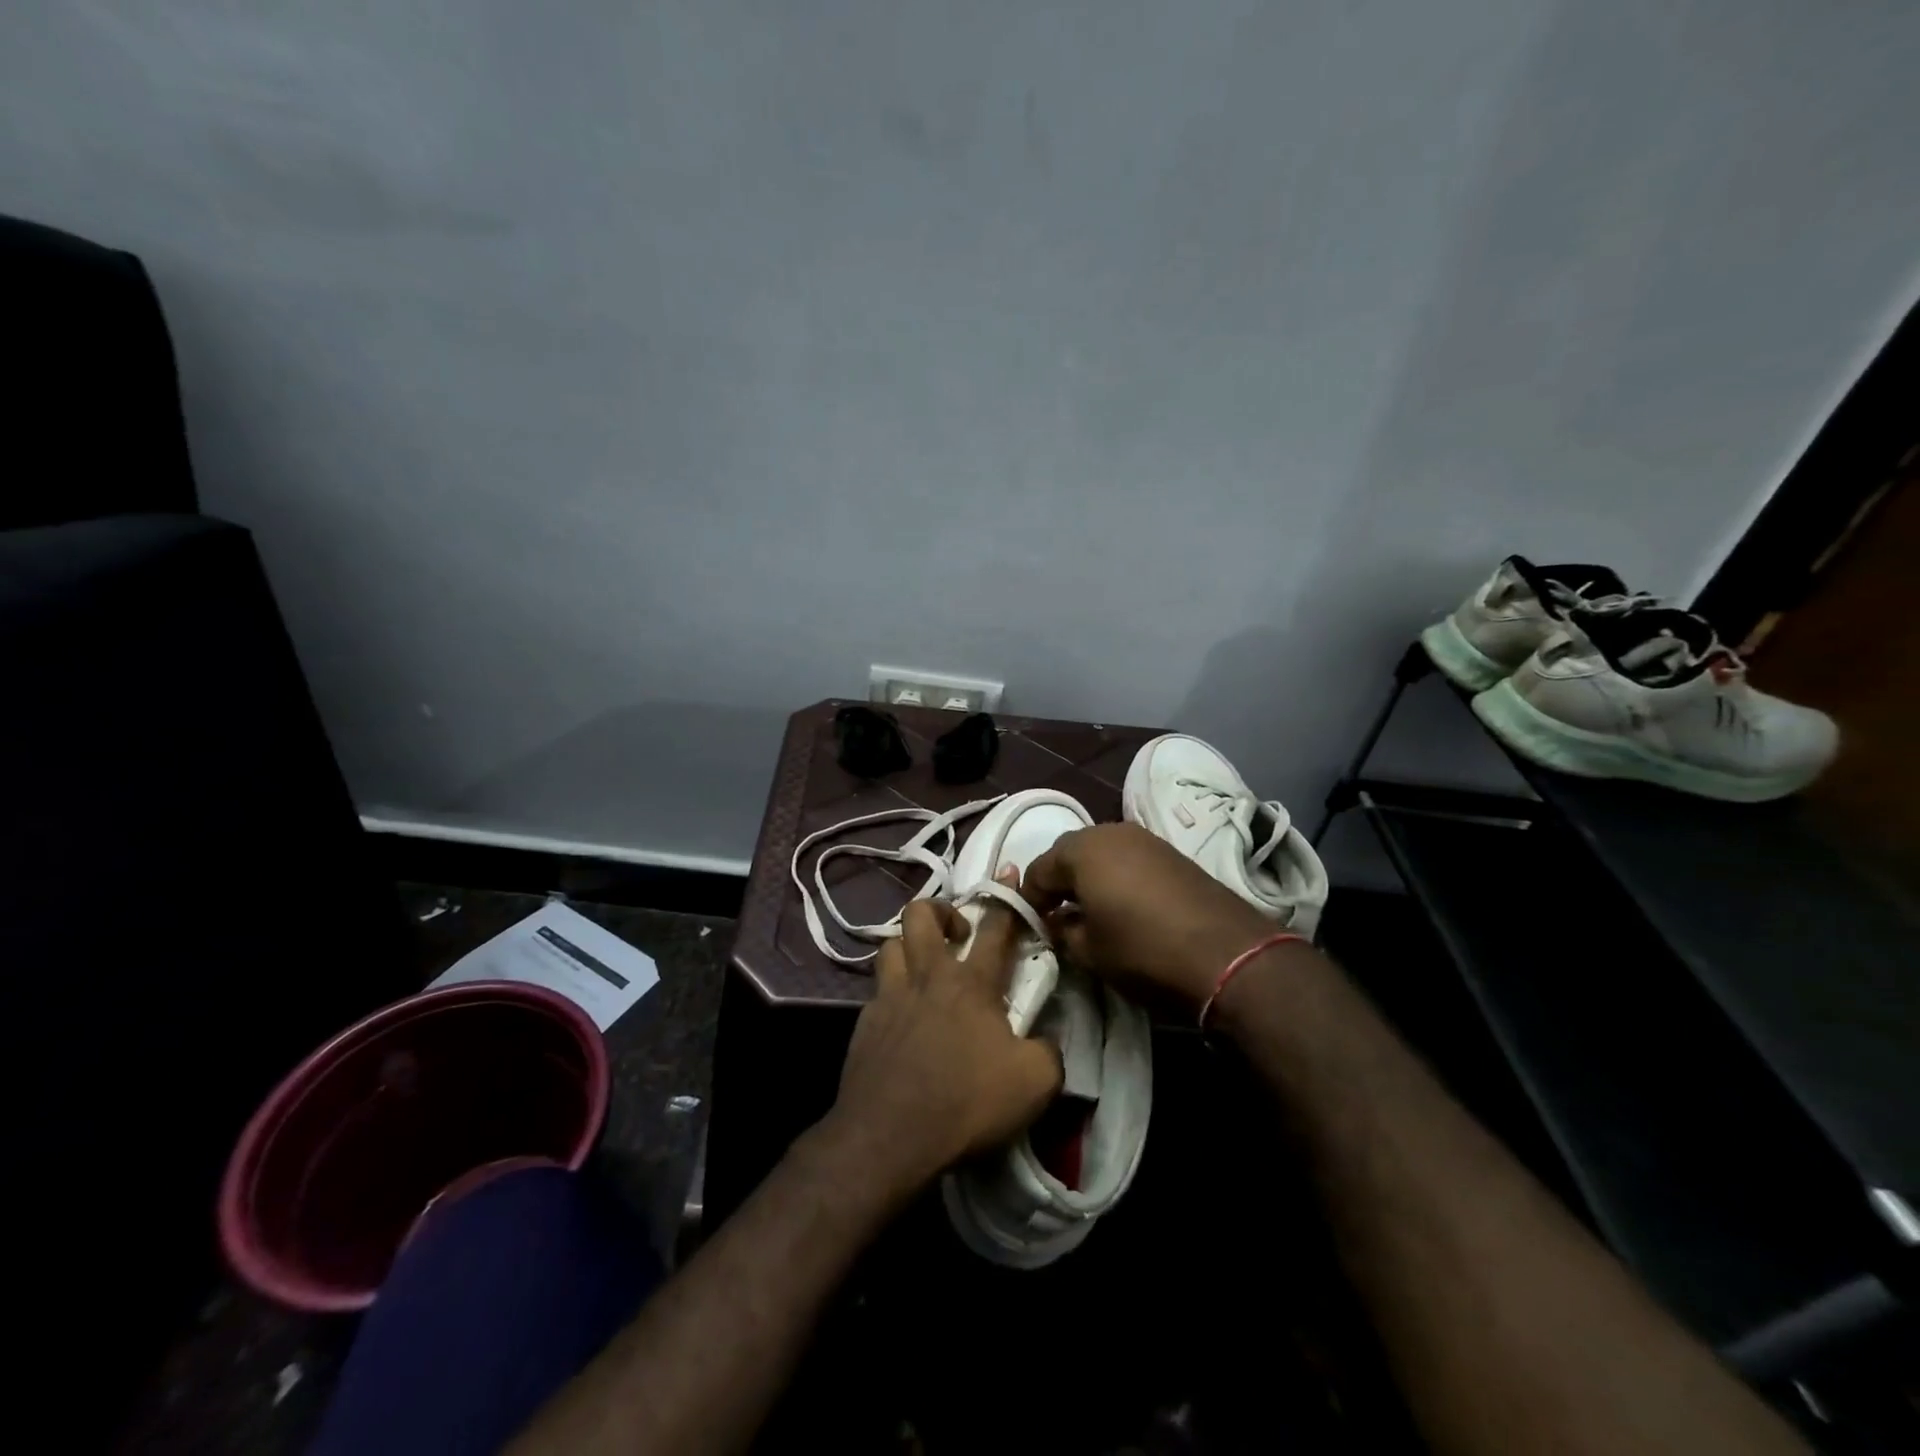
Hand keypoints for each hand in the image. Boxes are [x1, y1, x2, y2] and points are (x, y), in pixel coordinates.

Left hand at [826, 892, 1062, 1198]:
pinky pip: (877, 991)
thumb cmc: (966, 1102)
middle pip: (920, 915)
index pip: (994, 927)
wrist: (889, 1137)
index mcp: (970, 983)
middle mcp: (926, 977)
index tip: (1009, 872)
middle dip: (939, 909)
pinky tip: (901, 1018)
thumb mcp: (1035, 1083)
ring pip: (890, 945)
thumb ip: (1049, 1052)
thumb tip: (1045, 1040)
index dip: (1006, 898)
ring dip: (908, 946)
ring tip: (923, 967)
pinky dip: (891, 993)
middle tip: (957, 933)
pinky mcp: (864, 1024)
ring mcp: (889, 998)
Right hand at [1022, 822, 1277, 1009]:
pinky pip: (1129, 859)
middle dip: (1059, 883)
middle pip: (1070, 853)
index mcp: (1082, 850)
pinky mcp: (1172, 853)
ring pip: (1101, 853)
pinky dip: (1117, 877)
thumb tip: (1058, 922)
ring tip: (1090, 911)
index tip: (1032, 926)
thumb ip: (1063, 932)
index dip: (1029, 899)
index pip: (1038, 870)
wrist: (1228, 955)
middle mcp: (1110, 832)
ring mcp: (1145, 839)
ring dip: (1089, 877)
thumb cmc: (1144, 951)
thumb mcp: (1090, 952)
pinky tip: (1124, 906)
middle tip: (1057, 916)